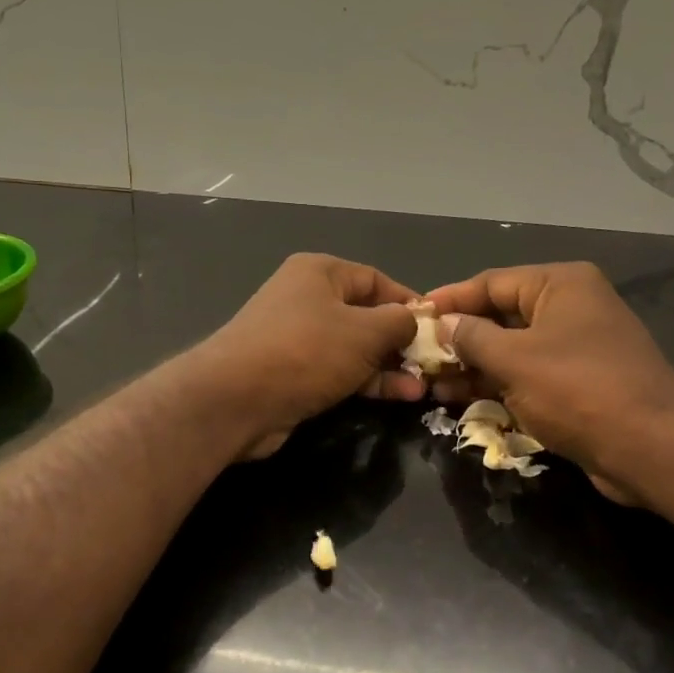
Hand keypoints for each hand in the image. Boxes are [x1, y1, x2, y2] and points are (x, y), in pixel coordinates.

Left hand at [193, 253, 424, 458]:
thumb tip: (413, 320)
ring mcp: (297, 338)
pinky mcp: (292, 373)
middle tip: (432, 364)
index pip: (376, 280)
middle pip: (366, 315)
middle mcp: (307, 299)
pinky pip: (338, 371)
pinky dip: (366, 382)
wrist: (235, 400)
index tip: (438, 328)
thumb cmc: (306, 351)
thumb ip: (398, 322)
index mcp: (320, 272)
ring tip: (423, 387)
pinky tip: (398, 397)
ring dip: (388, 366)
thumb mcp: (364, 331)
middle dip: (400, 340)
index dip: (409, 302)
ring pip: (354, 348)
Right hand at [424, 262, 673, 503]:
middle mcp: (569, 307)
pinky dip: (496, 384)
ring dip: (472, 365)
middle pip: (500, 315)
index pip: (491, 282)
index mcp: (560, 285)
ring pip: (511, 349)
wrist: (652, 447)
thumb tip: (442, 324)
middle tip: (418, 356)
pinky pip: (526, 374)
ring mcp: (575, 346)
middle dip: (458, 338)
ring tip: (431, 383)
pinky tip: (460, 399)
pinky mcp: (577, 382)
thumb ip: (471, 337)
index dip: (450, 299)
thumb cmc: (578, 389)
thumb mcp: (514, 359)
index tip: (413, 316)